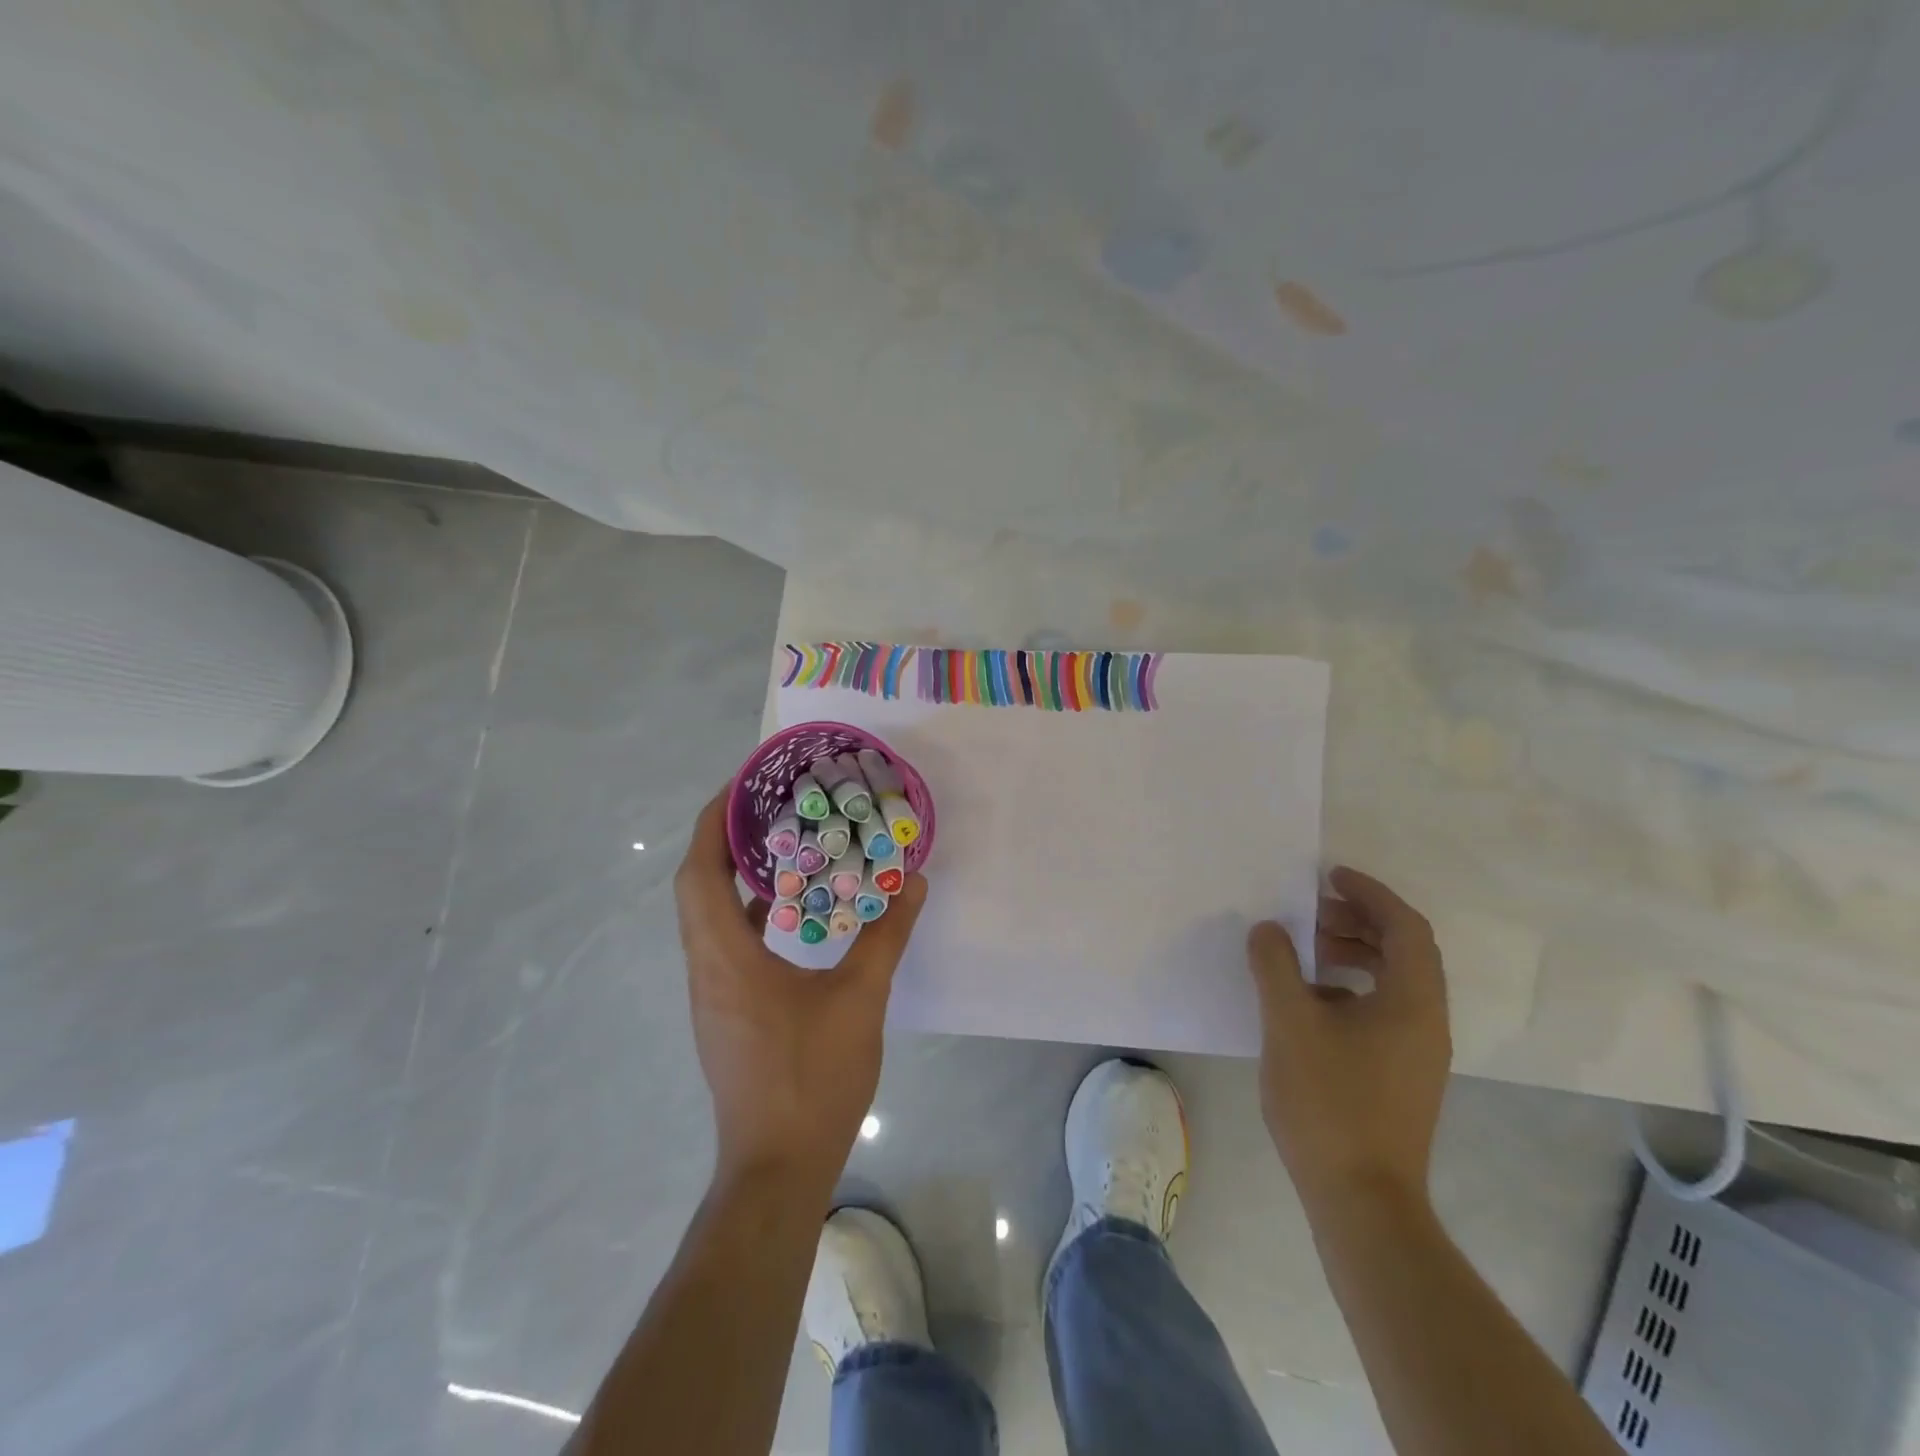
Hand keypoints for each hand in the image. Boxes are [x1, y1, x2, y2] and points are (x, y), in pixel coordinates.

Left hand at [674, 789, 927, 1195]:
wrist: (777, 1167)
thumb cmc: (812, 1078)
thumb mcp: (860, 1000)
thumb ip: (886, 937)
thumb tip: (912, 884)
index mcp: (725, 957)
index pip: (699, 873)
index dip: (712, 823)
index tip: (741, 787)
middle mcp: (706, 969)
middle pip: (697, 888)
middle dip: (724, 840)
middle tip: (767, 807)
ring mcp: (712, 995)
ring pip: (709, 918)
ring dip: (734, 879)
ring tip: (780, 848)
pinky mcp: (726, 1014)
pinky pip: (726, 945)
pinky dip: (748, 916)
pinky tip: (789, 915)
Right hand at [1245, 867, 1450, 1216]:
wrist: (1361, 1199)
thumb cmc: (1329, 1102)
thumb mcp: (1289, 1022)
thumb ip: (1275, 965)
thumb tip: (1268, 928)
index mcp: (1413, 1001)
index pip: (1405, 926)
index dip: (1369, 893)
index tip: (1328, 876)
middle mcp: (1427, 1021)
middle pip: (1404, 950)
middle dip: (1357, 921)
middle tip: (1309, 912)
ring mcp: (1418, 1052)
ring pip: (1393, 981)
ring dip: (1352, 954)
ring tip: (1304, 952)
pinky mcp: (1402, 1075)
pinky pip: (1383, 1009)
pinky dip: (1350, 988)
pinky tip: (1309, 1002)